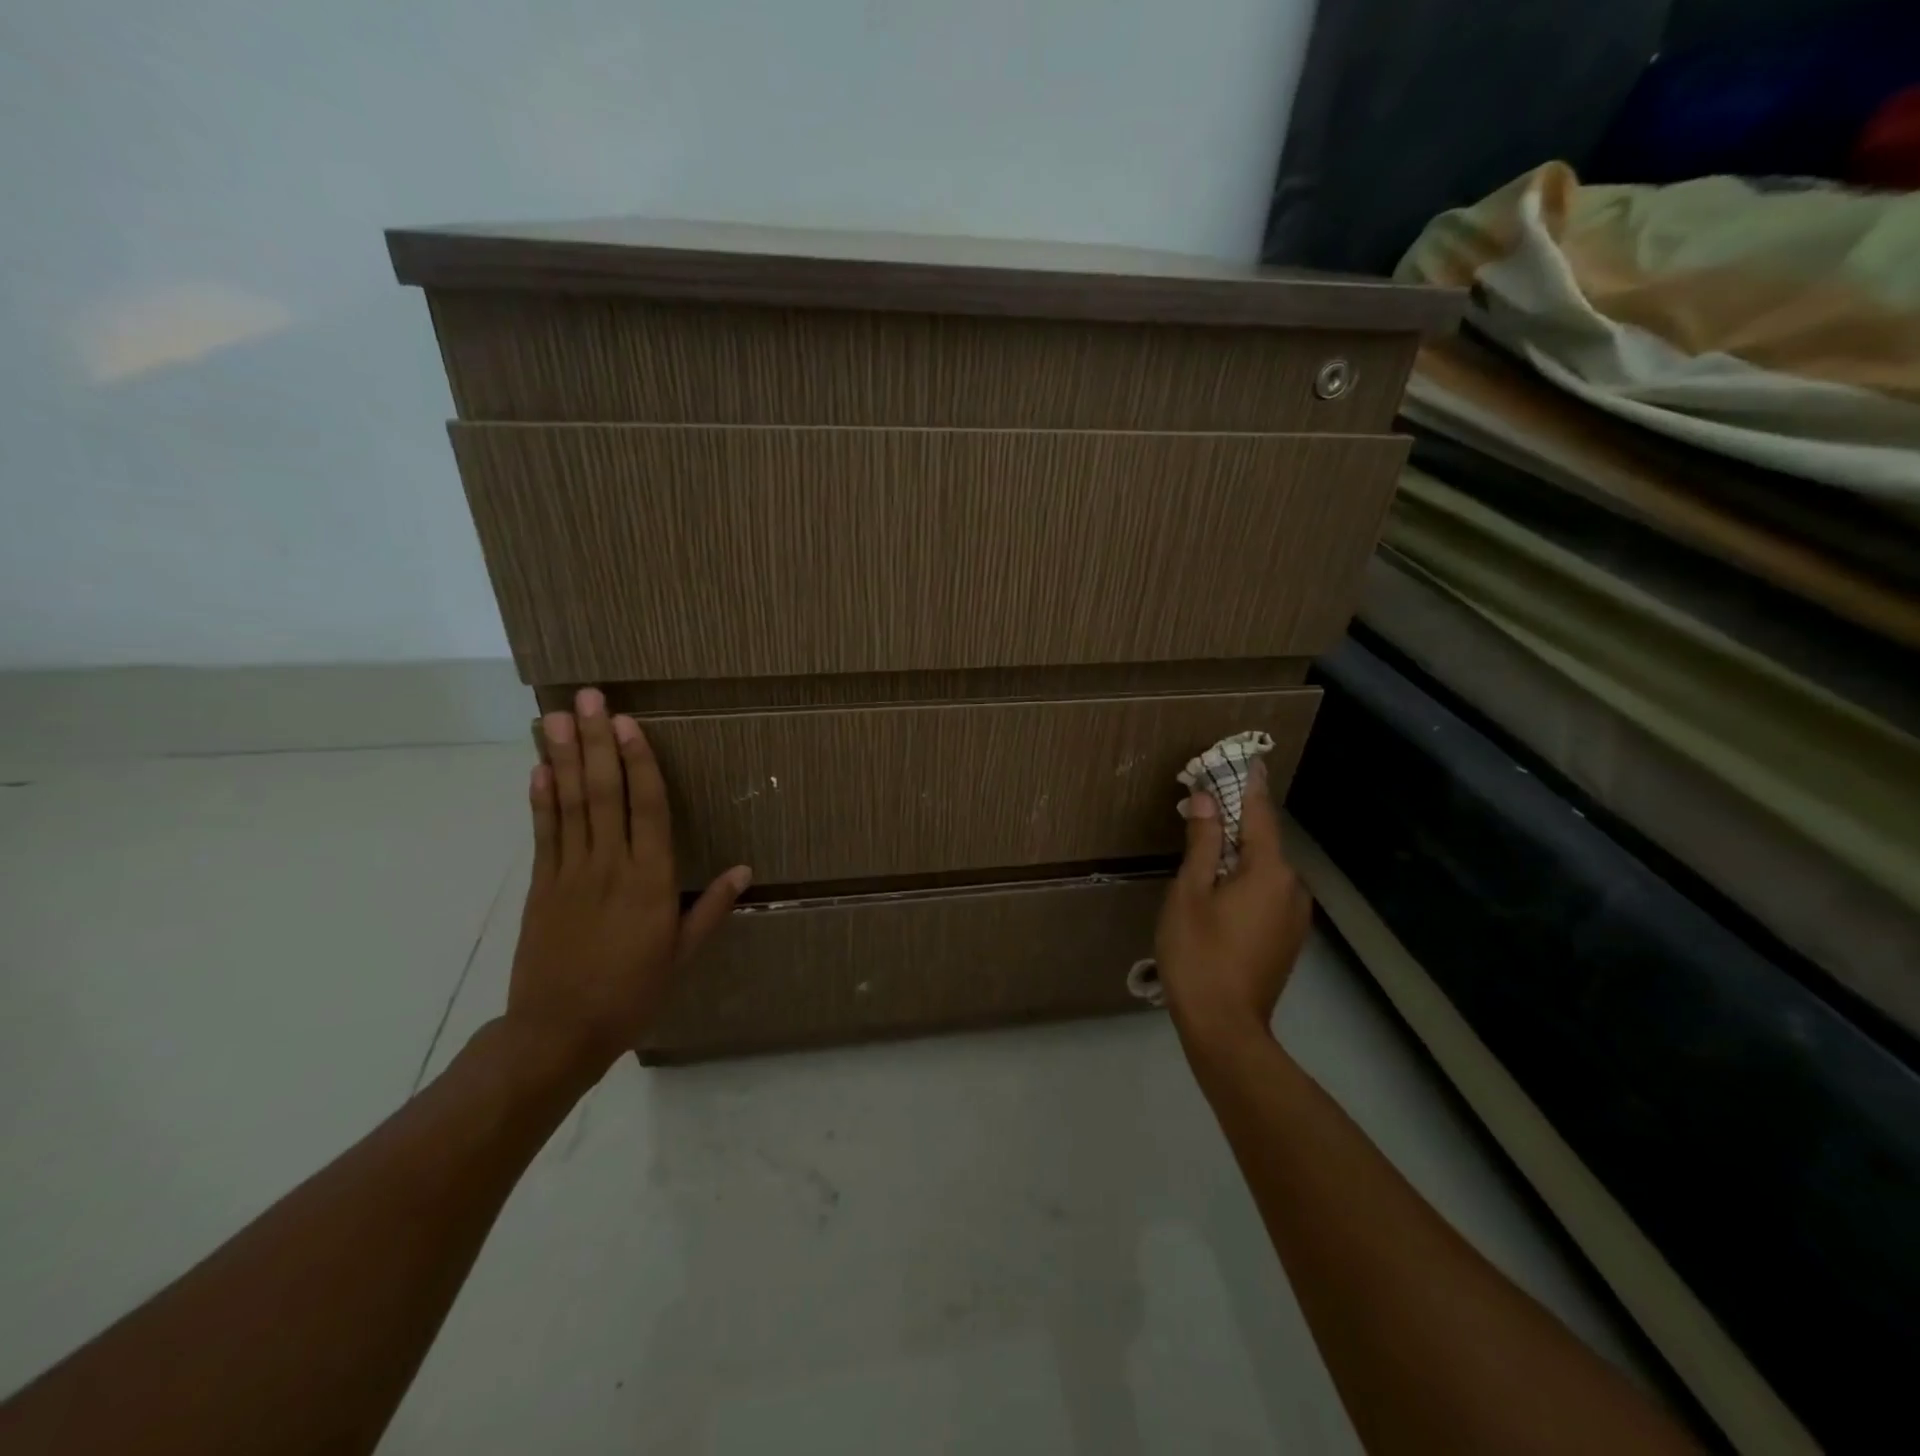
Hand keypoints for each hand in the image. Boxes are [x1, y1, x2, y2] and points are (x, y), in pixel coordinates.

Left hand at [507, 687, 750, 1076]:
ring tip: (556, 717)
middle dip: (595, 743)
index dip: (639, 763)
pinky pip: (544, 834)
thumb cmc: (631, 993)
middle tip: (589, 699)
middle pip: (604, 793)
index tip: (628, 724)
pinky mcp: (540, 886)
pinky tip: (538, 769)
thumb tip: (744, 869)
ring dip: (563, 758)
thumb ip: (711, 908)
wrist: (557, 1033)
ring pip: (569, 805)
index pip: (648, 808)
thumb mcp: (682, 955)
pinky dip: (541, 799)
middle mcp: (610, 866)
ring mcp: (569, 874)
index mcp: (650, 881)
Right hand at [1154, 761, 1313, 1048]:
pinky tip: (1219, 888)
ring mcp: (1294, 915)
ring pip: (1264, 869)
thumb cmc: (1199, 953)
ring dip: (1237, 853)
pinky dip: (1245, 879)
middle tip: (1201, 806)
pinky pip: (1267, 893)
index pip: (1259, 814)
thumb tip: (1206, 800)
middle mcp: (1292, 887)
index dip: (1249, 785)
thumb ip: (1201, 842)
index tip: (1248, 758)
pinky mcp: (1288, 938)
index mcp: (1270, 870)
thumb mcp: (1190, 892)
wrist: (1225, 1026)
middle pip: (1262, 841)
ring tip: (1203, 848)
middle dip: (1234, 821)